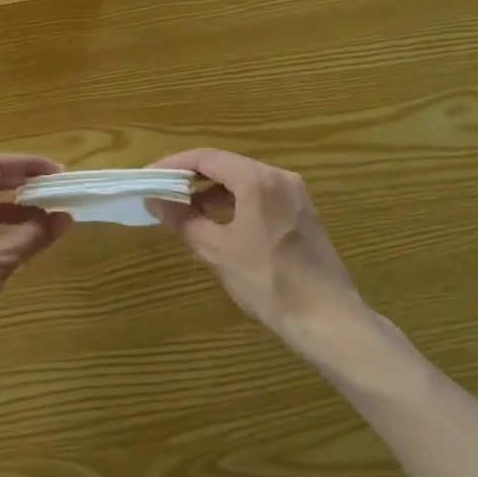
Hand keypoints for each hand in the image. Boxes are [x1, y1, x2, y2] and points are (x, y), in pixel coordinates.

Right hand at [151, 149, 367, 358]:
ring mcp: (295, 195)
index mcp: (257, 180)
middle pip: (226, 165)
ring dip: (212, 191)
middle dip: (192, 177)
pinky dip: (235, 202)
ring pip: (244, 180)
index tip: (150, 176)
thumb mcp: (217, 250)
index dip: (174, 164)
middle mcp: (279, 177)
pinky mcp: (302, 214)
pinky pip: (260, 195)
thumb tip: (155, 201)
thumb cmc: (268, 281)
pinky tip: (218, 222)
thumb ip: (183, 220)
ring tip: (185, 210)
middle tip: (163, 191)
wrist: (327, 319)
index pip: (206, 157)